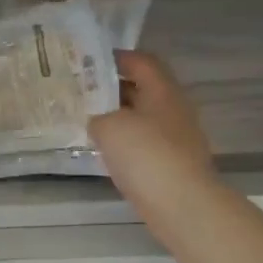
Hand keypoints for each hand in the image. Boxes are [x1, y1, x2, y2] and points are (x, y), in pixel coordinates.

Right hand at [88, 51, 219, 217]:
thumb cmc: (146, 155)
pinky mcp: (171, 163)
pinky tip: (103, 151)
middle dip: (111, 88)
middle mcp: (173, 109)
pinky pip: (143, 143)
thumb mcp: (109, 126)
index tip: (88, 61)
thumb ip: (97, 116)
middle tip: (80, 91)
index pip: (141, 62)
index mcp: (162, 91)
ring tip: (86, 120)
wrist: (181, 204)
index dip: (116, 57)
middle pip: (142, 89)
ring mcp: (176, 138)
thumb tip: (97, 120)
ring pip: (141, 118)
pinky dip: (124, 142)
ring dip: (116, 117)